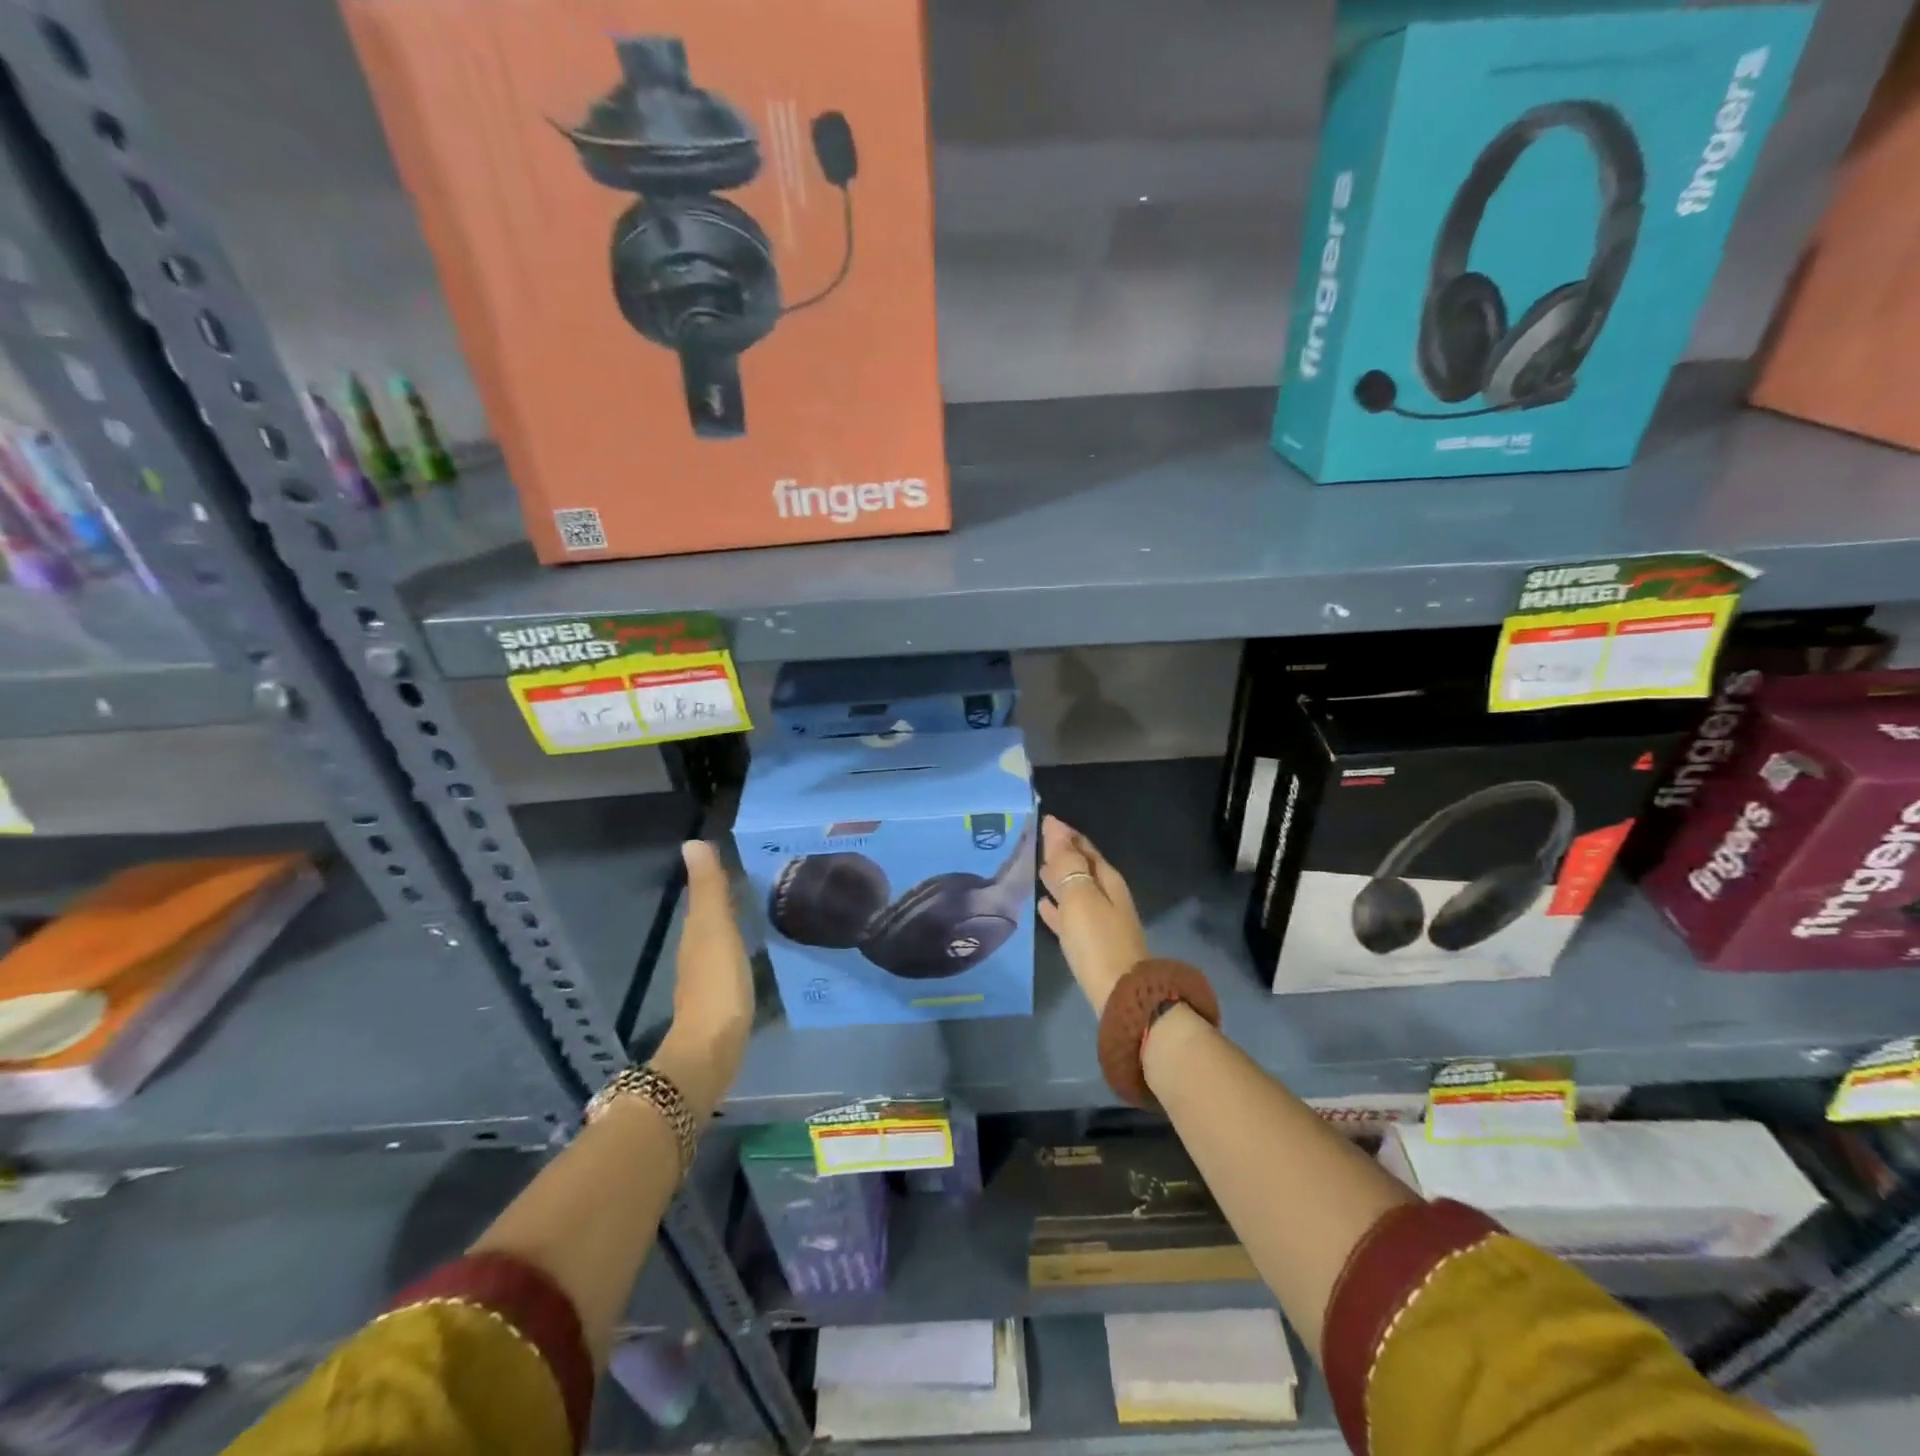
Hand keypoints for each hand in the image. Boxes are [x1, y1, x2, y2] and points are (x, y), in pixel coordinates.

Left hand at [657, 841, 754, 1103]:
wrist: (712, 1049)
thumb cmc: (716, 983)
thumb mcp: (715, 929)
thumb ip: (709, 888)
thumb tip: (692, 842)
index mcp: (696, 930)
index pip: (707, 894)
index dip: (722, 875)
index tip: (751, 856)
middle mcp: (698, 949)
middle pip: (715, 915)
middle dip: (735, 897)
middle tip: (770, 879)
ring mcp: (710, 976)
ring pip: (725, 937)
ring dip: (741, 922)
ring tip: (771, 908)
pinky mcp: (725, 997)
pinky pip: (736, 959)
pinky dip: (746, 947)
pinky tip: (764, 948)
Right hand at [1038, 816, 1147, 1015]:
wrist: (1119, 994)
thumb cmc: (1098, 940)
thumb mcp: (1080, 896)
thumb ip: (1066, 862)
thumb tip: (1055, 826)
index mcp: (1107, 880)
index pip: (1085, 847)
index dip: (1065, 834)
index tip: (1044, 821)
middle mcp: (1107, 896)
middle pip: (1082, 868)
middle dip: (1061, 855)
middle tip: (1036, 843)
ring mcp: (1100, 921)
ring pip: (1075, 892)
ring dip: (1059, 880)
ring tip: (1037, 870)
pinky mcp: (1091, 944)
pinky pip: (1070, 917)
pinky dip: (1057, 908)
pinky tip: (1042, 907)